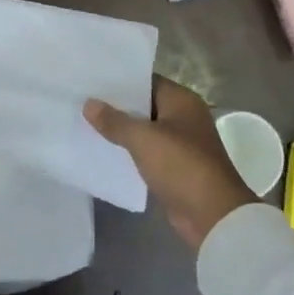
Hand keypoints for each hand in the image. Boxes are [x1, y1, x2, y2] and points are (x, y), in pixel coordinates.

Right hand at [84, 78, 250, 250]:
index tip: (91, 80)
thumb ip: (114, 121)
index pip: (146, 81)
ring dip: (121, 130)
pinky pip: (146, 151)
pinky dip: (129, 150)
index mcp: (182, 100)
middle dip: (116, 106)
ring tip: (85, 122)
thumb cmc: (180, 165)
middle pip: (144, 105)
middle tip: (82, 100)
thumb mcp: (143, 138)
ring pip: (144, 130)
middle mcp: (183, 117)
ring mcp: (180, 143)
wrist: (212, 215)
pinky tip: (103, 149)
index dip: (119, 81)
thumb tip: (88, 104)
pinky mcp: (175, 167)